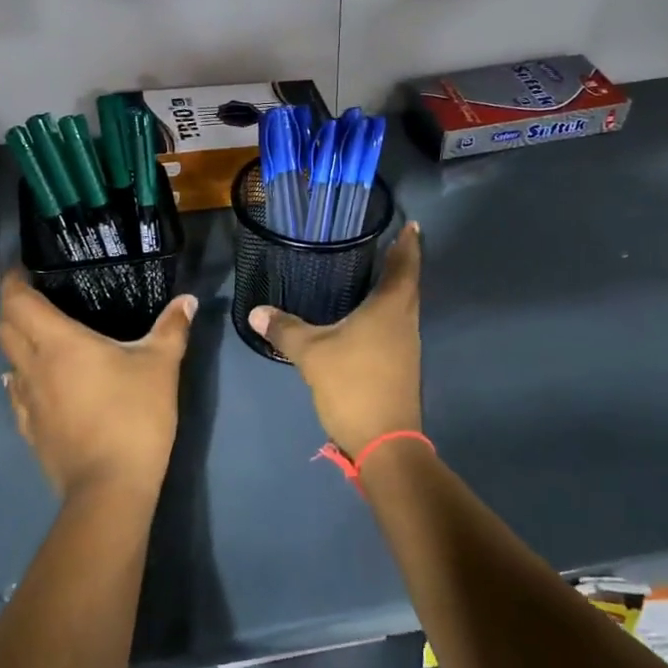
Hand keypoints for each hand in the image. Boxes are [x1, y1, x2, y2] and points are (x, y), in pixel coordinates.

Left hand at [0, 273, 197, 500]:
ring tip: (40, 337)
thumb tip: (187, 300)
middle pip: (6, 329)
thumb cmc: (134, 415)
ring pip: (8, 362)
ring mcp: (27, 402)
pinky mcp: (30, 431)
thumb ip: (172, 328)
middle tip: (35, 297)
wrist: (110, 486)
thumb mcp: (161, 366)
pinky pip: (17, 394)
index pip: (18, 302)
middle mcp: (33, 367)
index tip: (21, 269)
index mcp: (58, 343)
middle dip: (13, 308)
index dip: (13, 282)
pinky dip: (22, 378)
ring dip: (17, 344)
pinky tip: (40, 382)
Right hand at [249, 223, 422, 456]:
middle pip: (408, 285)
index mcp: (390, 309)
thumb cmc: (353, 385)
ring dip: (394, 289)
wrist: (385, 442)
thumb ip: (286, 329)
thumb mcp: (312, 354)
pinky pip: (395, 327)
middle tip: (388, 243)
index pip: (404, 266)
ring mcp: (406, 346)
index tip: (411, 225)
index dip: (408, 245)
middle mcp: (405, 322)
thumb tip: (256, 310)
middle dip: (401, 263)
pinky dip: (385, 313)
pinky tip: (367, 317)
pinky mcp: (401, 366)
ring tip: (374, 274)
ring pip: (403, 308)